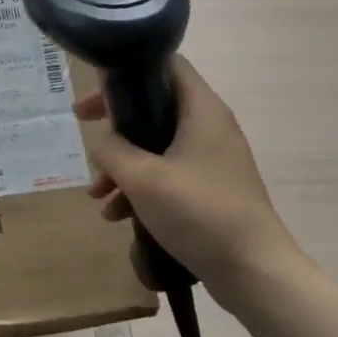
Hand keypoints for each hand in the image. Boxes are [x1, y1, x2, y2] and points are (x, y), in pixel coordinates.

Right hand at [75, 56, 300, 312]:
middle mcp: (209, 126)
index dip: (127, 72)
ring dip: (123, 165)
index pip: (166, 64)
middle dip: (116, 125)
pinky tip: (117, 216)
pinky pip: (168, 174)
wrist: (254, 271)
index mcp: (201, 110)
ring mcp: (212, 159)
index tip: (96, 93)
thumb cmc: (199, 213)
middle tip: (83, 130)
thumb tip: (102, 140)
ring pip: (156, 146)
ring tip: (97, 194)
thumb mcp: (143, 178)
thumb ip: (112, 150)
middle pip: (154, 107)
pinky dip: (141, 188)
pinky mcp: (210, 188)